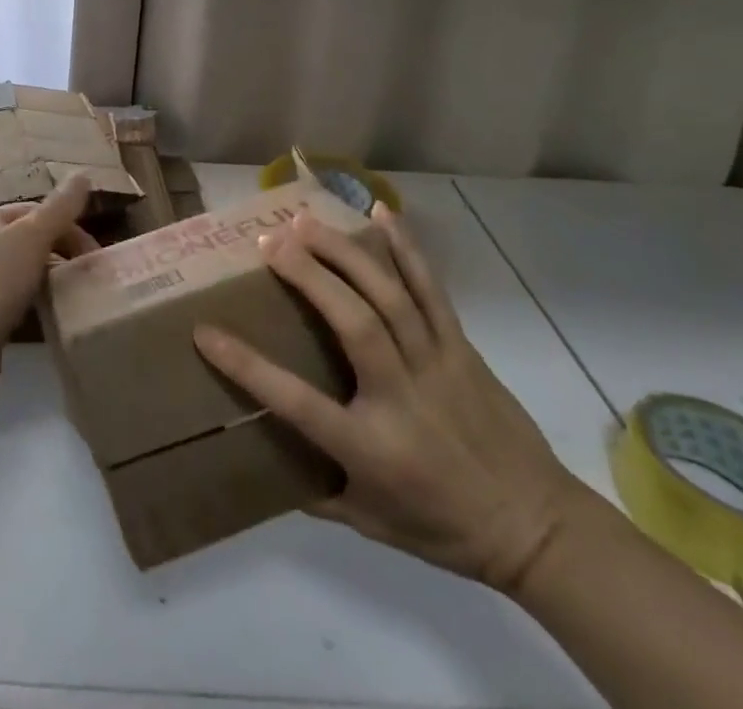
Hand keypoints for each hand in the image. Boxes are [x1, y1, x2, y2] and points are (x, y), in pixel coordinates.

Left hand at [0, 175, 98, 404]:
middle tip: (90, 276)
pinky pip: (19, 298)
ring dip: (53, 278)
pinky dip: (39, 301)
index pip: (38, 210)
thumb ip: (60, 208)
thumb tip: (83, 174)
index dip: (69, 227)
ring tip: (77, 295)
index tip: (94, 255)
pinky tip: (53, 314)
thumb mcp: (32, 237)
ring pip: (27, 270)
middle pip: (33, 239)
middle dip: (63, 252)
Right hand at [193, 206, 582, 593]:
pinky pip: (431, 290)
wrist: (536, 528)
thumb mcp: (370, 524)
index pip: (297, 402)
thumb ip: (315, 493)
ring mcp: (436, 364)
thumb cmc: (443, 528)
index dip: (247, 366)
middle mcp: (402, 396)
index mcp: (371, 446)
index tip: (206, 332)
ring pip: (389, 296)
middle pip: (352, 323)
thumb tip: (263, 464)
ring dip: (344, 253)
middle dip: (307, 275)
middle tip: (268, 241)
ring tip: (305, 221)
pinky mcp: (461, 347)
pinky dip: (406, 249)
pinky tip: (381, 214)